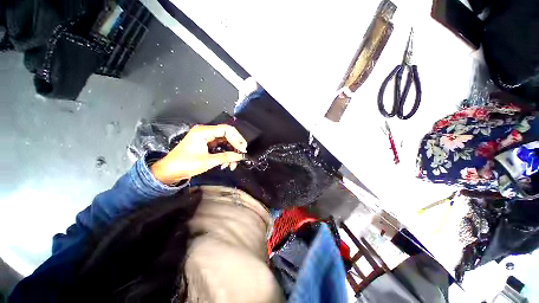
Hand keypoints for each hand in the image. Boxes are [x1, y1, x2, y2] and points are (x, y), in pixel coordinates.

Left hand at [150, 124, 246, 184]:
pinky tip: (226, 164)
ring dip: (231, 152)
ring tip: (232, 164)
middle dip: (235, 146)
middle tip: (241, 155)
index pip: (226, 130)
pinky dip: (225, 154)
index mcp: (203, 132)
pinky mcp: (206, 145)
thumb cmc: (185, 164)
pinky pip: (220, 147)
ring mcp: (206, 138)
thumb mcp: (207, 161)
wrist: (169, 171)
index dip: (237, 139)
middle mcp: (206, 132)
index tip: (242, 150)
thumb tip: (240, 156)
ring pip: (225, 142)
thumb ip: (225, 157)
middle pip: (227, 135)